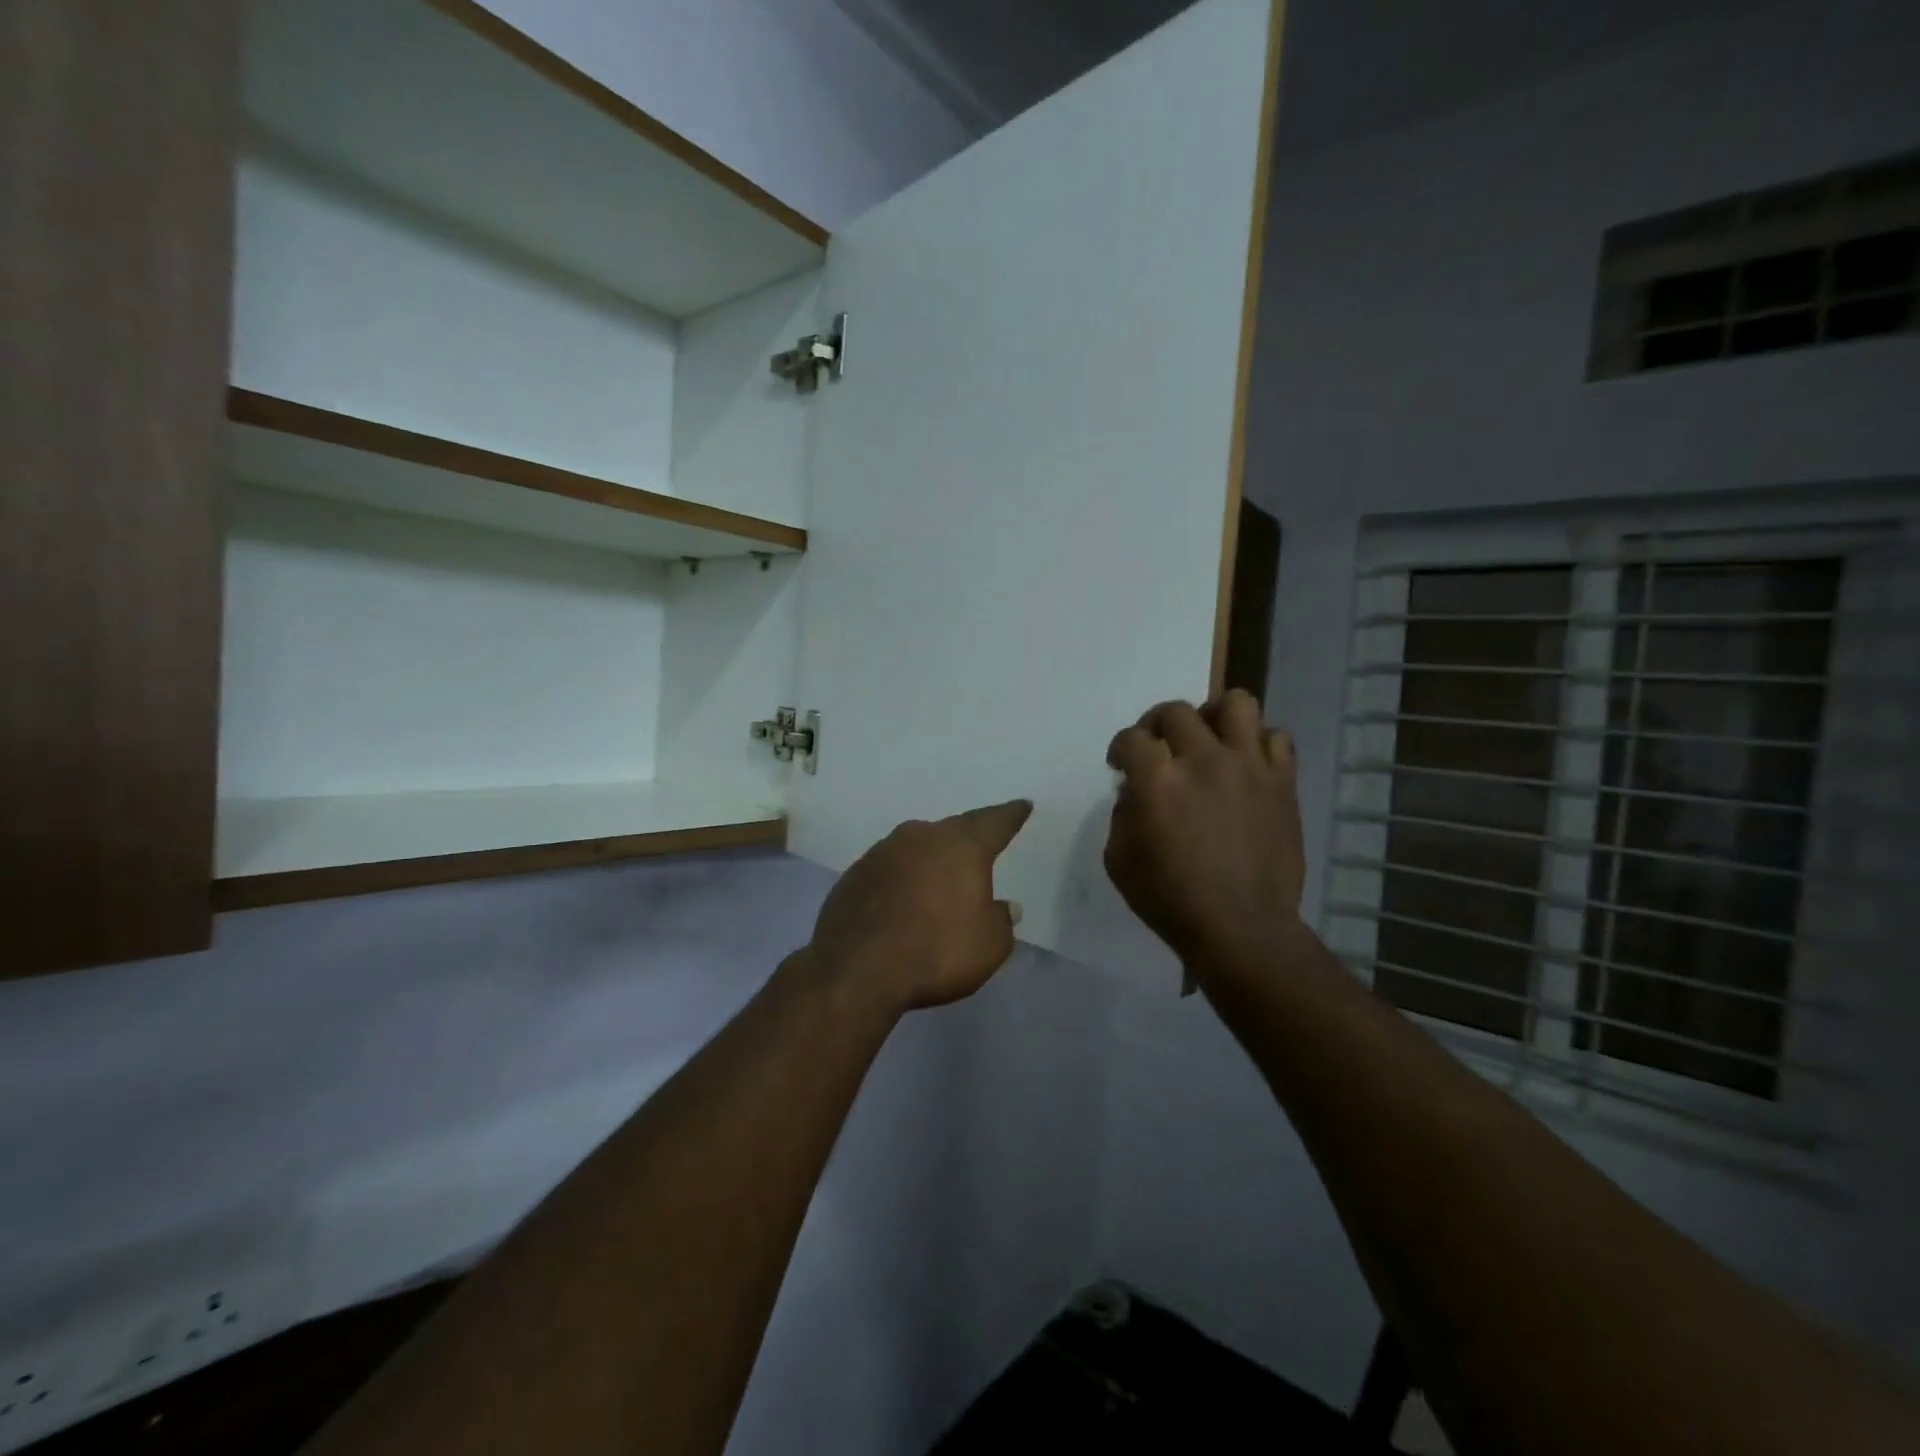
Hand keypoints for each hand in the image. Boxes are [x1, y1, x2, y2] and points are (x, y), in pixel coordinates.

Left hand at [804, 800, 1033, 1014]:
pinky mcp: (855, 873)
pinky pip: (890, 868)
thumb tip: (1004, 907)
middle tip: (980, 844)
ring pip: (917, 846)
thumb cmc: (935, 952)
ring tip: (940, 875)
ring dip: (931, 857)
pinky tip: (903, 898)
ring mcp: (883, 851)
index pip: (995, 822)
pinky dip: (902, 877)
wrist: (855, 969)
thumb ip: (1000, 921)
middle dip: (969, 838)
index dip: (1011, 815)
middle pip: (953, 830)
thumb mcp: (989, 946)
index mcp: (962, 846)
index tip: (1022, 805)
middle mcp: (922, 836)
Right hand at [1104, 690, 1305, 979]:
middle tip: (1159, 749)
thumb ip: (1121, 814)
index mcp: (1158, 780)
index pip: (1132, 738)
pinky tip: (1246, 766)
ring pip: (1235, 703)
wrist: (1242, 928)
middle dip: (1157, 726)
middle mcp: (1203, 760)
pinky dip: (1257, 745)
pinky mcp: (1282, 781)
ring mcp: (1248, 766)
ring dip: (1214, 717)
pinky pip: (1276, 737)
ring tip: (1209, 740)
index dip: (1121, 749)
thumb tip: (1136, 790)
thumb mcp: (1119, 860)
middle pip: (1175, 711)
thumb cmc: (1171, 900)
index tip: (1121, 764)